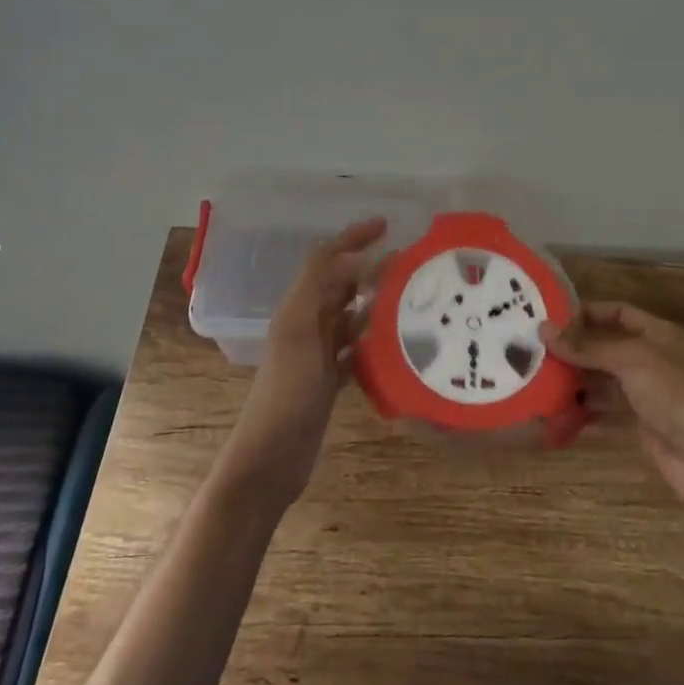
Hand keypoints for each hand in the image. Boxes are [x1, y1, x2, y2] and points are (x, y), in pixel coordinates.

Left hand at [216, 217, 386, 506]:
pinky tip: (398, 343)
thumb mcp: (300, 334)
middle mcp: (306, 325)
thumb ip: (320, 289)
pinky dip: (374, 341)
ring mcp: (317, 355)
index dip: (352, 238)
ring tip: (412, 298)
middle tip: (411, 262)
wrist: (270, 458)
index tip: (387, 226)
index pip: (325, 259)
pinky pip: (356, 350)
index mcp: (297, 308)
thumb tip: (356, 256)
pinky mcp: (328, 381)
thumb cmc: (285, 394)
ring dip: (376, 303)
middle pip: (339, 285)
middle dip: (370, 268)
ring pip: (350, 316)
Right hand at [545, 301, 683, 534]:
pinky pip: (605, 412)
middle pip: (606, 347)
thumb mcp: (631, 360)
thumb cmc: (675, 395)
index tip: (550, 319)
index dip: (587, 313)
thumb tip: (543, 330)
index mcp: (659, 335)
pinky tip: (554, 414)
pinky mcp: (640, 426)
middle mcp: (652, 360)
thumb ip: (587, 347)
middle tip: (533, 351)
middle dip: (573, 350)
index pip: (618, 312)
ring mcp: (647, 395)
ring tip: (536, 380)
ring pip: (602, 381)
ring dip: (573, 381)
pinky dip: (581, 411)